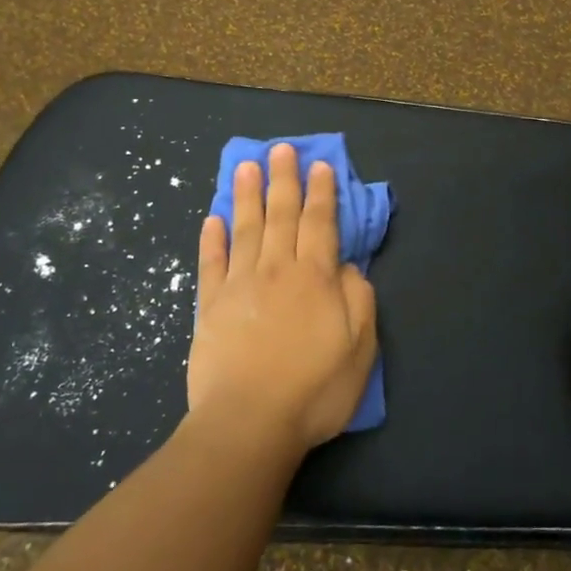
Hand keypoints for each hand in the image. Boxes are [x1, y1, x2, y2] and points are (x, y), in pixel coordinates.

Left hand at [186, 143, 378, 452]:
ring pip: (245, 228)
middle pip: (281, 215)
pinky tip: (213, 218)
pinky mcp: (210, 304)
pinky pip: (211, 262)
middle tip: (281, 149)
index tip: (319, 165)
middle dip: (283, 180)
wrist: (248, 422)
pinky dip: (212, 238)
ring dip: (247, 194)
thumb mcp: (359, 350)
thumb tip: (346, 266)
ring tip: (247, 165)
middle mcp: (277, 270)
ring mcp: (239, 284)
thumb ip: (358, 300)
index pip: (320, 223)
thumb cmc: (313, 390)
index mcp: (315, 278)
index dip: (322, 192)